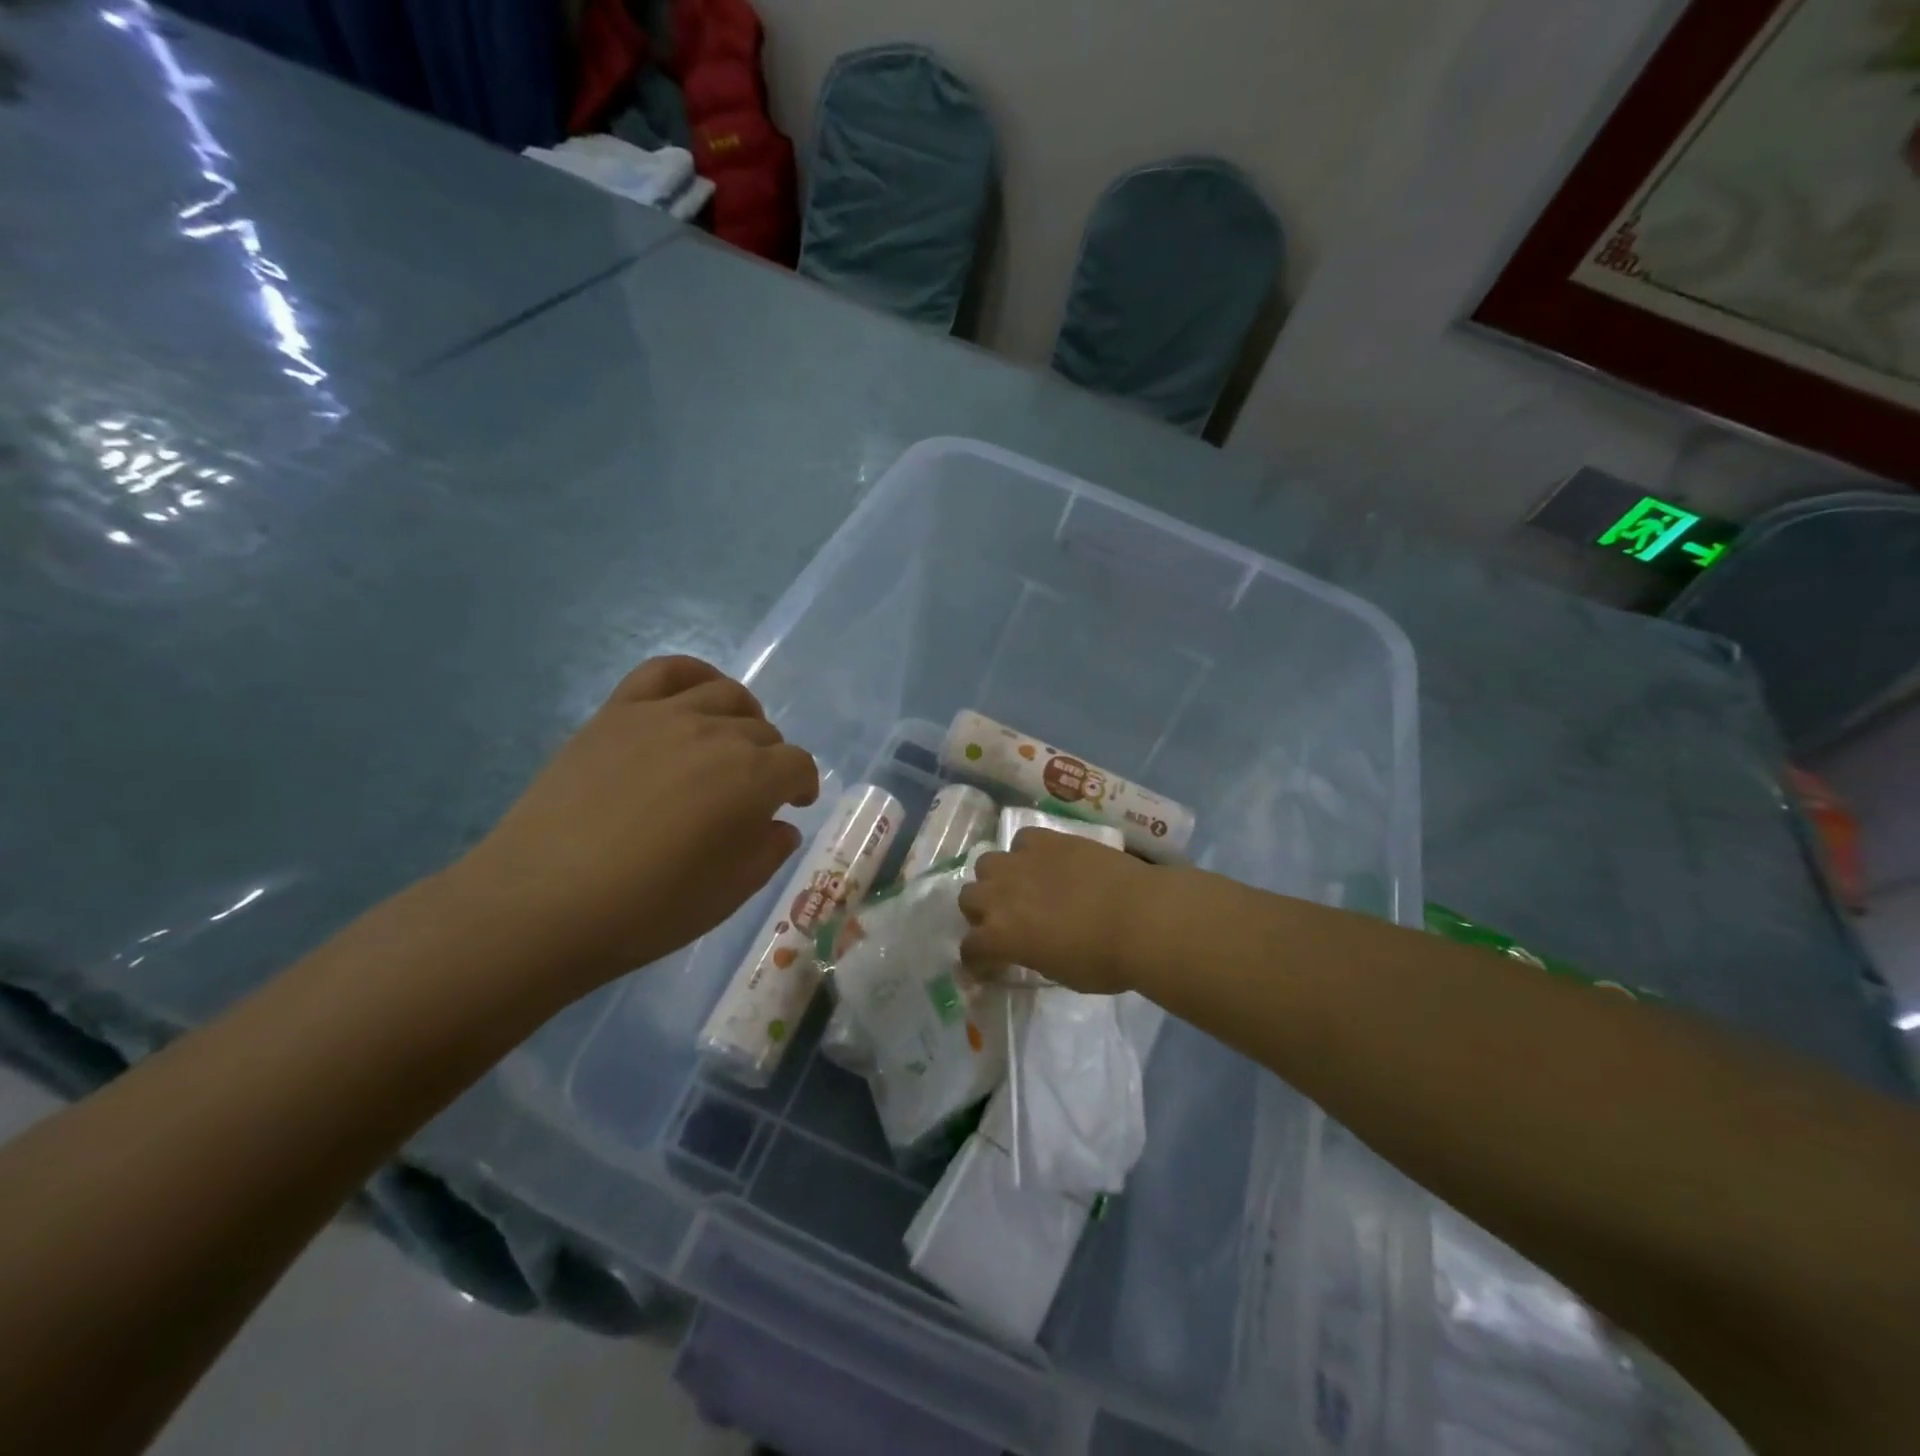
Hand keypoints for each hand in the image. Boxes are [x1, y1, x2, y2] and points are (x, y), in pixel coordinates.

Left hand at [450, 656, 818, 990]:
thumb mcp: (729, 894)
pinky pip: (666, 671)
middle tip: (751, 794)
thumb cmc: (648, 910)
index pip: (798, 765)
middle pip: (763, 731)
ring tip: (731, 741)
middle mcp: (717, 735)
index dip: (803, 785)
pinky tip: (696, 696)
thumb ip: (768, 852)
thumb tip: (779, 825)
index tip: (794, 806)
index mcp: (753, 779)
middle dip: (770, 761)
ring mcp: (663, 716)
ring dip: (743, 717)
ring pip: (725, 695)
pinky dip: (694, 675)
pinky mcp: (617, 712)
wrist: (542, 904)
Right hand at [957, 828, 1159, 993]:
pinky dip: (1028, 852)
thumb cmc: (1105, 961)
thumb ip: (1033, 956)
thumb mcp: (1060, 973)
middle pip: (968, 898)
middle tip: (1005, 921)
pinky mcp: (1048, 839)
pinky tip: (1047, 862)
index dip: (978, 960)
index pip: (970, 949)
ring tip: (1021, 887)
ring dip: (997, 878)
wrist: (1141, 917)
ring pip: (987, 864)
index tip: (990, 966)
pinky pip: (1022, 840)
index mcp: (1000, 936)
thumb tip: (1031, 948)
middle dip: (981, 912)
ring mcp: (1022, 862)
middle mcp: (1000, 895)